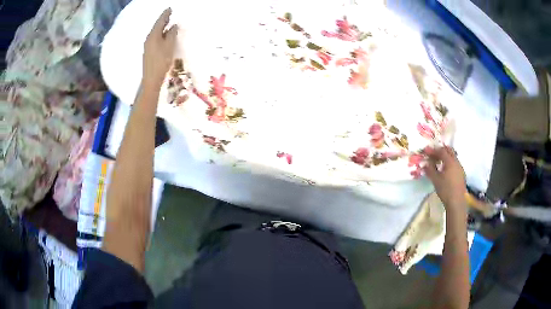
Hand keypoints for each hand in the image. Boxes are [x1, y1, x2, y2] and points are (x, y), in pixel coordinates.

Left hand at [143, 8, 177, 85]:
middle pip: (156, 27)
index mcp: (153, 35)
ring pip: (156, 33)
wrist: (151, 79)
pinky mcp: (149, 52)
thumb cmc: (161, 61)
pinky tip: (165, 36)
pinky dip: (161, 34)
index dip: (165, 15)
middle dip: (163, 20)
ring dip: (162, 28)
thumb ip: (172, 34)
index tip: (170, 9)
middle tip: (169, 14)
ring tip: (169, 24)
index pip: (160, 21)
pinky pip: (155, 39)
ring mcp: (148, 46)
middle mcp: (149, 39)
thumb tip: (173, 26)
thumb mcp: (169, 46)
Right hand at [424, 146, 466, 212]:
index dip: (433, 150)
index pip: (441, 151)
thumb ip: (429, 170)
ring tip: (438, 162)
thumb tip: (424, 164)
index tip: (425, 151)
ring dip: (445, 156)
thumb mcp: (435, 180)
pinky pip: (455, 163)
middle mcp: (456, 162)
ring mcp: (460, 167)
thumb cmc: (445, 190)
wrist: (456, 202)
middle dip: (440, 150)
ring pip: (452, 157)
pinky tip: (445, 170)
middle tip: (433, 154)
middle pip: (448, 151)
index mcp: (450, 161)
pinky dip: (449, 162)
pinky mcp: (461, 174)